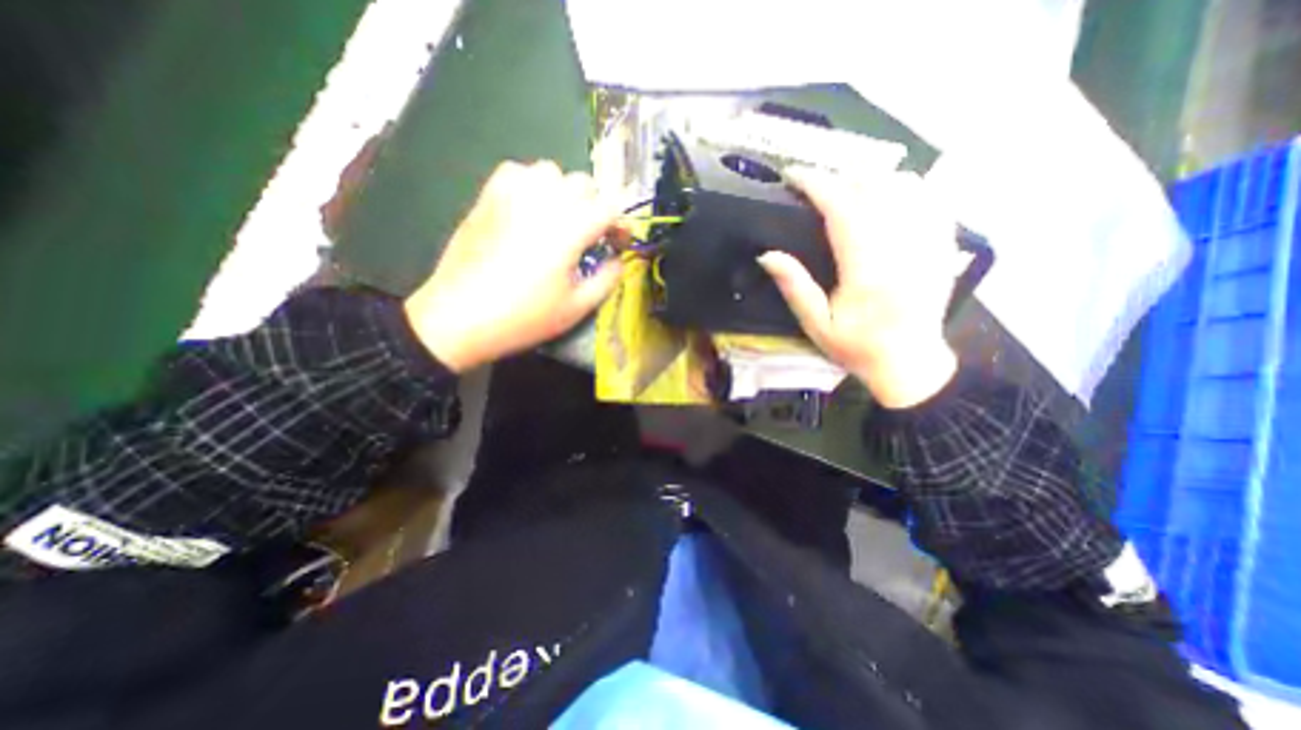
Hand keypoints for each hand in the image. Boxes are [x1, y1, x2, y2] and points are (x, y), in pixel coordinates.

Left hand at [404, 160, 629, 369]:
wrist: (460, 316)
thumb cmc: (524, 317)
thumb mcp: (577, 308)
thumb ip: (607, 280)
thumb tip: (618, 260)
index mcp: (570, 229)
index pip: (609, 208)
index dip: (620, 225)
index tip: (617, 244)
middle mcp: (544, 201)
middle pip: (584, 183)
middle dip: (595, 207)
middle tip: (590, 236)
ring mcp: (512, 194)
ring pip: (551, 171)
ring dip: (564, 192)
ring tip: (560, 220)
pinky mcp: (488, 197)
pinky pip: (517, 172)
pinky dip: (532, 184)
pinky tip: (529, 210)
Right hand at [752, 164, 964, 406]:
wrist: (910, 363)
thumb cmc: (857, 347)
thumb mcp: (816, 325)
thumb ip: (794, 287)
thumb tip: (767, 254)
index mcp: (867, 271)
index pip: (843, 210)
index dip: (817, 184)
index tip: (794, 174)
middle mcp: (902, 249)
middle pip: (875, 188)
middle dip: (841, 176)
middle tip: (815, 183)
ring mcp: (929, 244)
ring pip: (907, 186)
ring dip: (872, 178)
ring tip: (847, 189)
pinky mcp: (943, 246)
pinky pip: (932, 198)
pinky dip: (906, 188)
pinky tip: (887, 197)